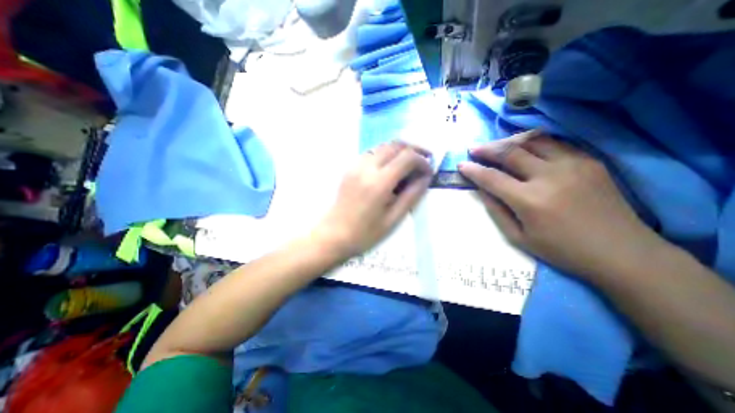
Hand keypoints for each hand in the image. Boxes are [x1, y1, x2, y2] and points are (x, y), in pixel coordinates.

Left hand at [314, 143, 430, 258]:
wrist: (333, 235)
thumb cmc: (365, 233)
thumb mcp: (393, 218)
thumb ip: (412, 195)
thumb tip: (426, 177)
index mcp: (379, 183)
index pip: (407, 157)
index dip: (422, 161)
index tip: (429, 171)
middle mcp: (367, 167)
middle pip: (395, 145)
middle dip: (414, 149)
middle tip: (424, 160)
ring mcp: (356, 165)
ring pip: (383, 146)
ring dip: (399, 150)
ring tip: (409, 164)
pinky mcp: (350, 168)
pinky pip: (371, 152)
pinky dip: (385, 155)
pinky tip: (389, 168)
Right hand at [457, 131, 660, 279]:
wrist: (622, 252)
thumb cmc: (561, 250)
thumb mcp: (518, 237)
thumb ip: (496, 210)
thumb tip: (481, 189)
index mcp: (529, 200)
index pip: (492, 178)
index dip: (473, 170)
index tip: (461, 165)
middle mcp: (549, 176)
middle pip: (510, 152)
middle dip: (487, 149)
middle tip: (474, 148)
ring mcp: (573, 165)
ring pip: (533, 141)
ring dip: (509, 141)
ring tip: (496, 146)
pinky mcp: (589, 161)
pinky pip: (555, 143)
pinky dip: (533, 143)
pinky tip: (524, 148)